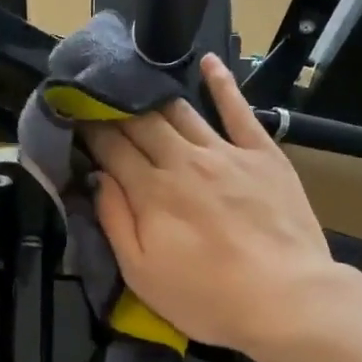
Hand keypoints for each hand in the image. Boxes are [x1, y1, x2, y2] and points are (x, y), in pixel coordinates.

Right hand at [84, 53, 335, 355]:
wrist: (285, 299)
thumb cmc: (206, 298)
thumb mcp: (142, 274)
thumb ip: (115, 221)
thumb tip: (95, 177)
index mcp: (150, 191)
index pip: (111, 148)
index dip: (90, 131)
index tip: (75, 118)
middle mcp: (183, 160)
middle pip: (141, 123)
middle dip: (115, 109)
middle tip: (99, 100)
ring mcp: (225, 152)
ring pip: (181, 112)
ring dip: (154, 96)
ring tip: (136, 83)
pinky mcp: (262, 153)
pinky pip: (238, 109)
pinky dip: (222, 83)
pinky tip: (209, 62)